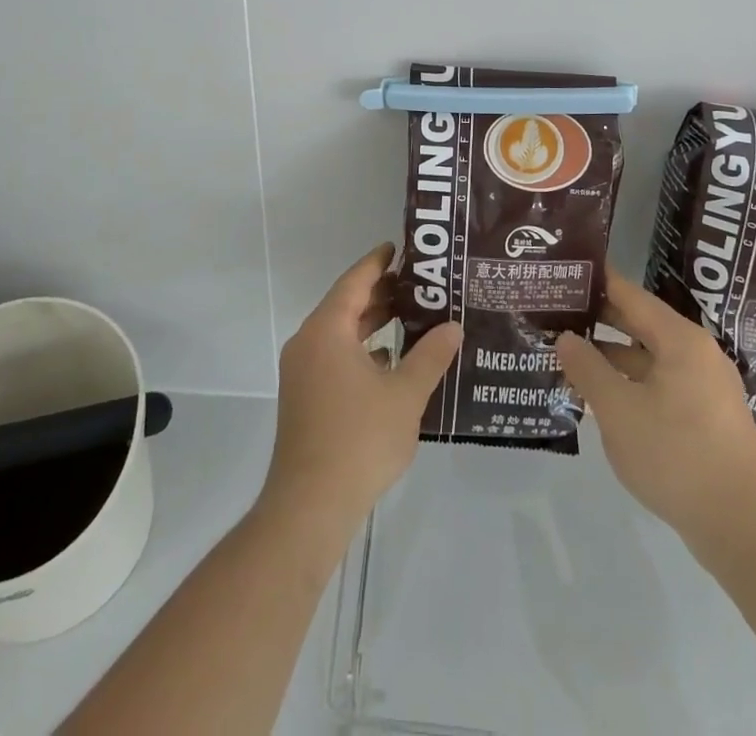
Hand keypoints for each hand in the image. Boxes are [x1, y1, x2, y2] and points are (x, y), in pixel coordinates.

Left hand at [261, 244, 461, 534]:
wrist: (310, 506)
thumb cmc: (359, 439)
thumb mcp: (405, 394)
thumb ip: (431, 355)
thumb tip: (453, 327)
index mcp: (327, 330)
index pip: (354, 281)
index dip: (378, 263)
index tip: (400, 248)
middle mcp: (308, 343)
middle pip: (346, 304)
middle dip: (380, 293)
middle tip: (418, 285)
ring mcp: (302, 372)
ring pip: (340, 333)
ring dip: (372, 323)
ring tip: (411, 317)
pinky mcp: (304, 397)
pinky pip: (335, 357)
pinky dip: (361, 350)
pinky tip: (390, 361)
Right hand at [556, 269, 755, 556]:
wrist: (741, 528)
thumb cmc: (675, 456)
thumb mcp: (618, 410)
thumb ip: (587, 368)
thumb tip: (565, 338)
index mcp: (680, 339)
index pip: (630, 294)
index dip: (596, 282)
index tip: (564, 273)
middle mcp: (698, 352)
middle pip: (641, 322)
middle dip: (599, 319)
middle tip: (558, 314)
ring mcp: (707, 385)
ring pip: (650, 356)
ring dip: (612, 355)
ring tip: (570, 356)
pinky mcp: (708, 415)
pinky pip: (662, 382)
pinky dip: (632, 381)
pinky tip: (604, 396)